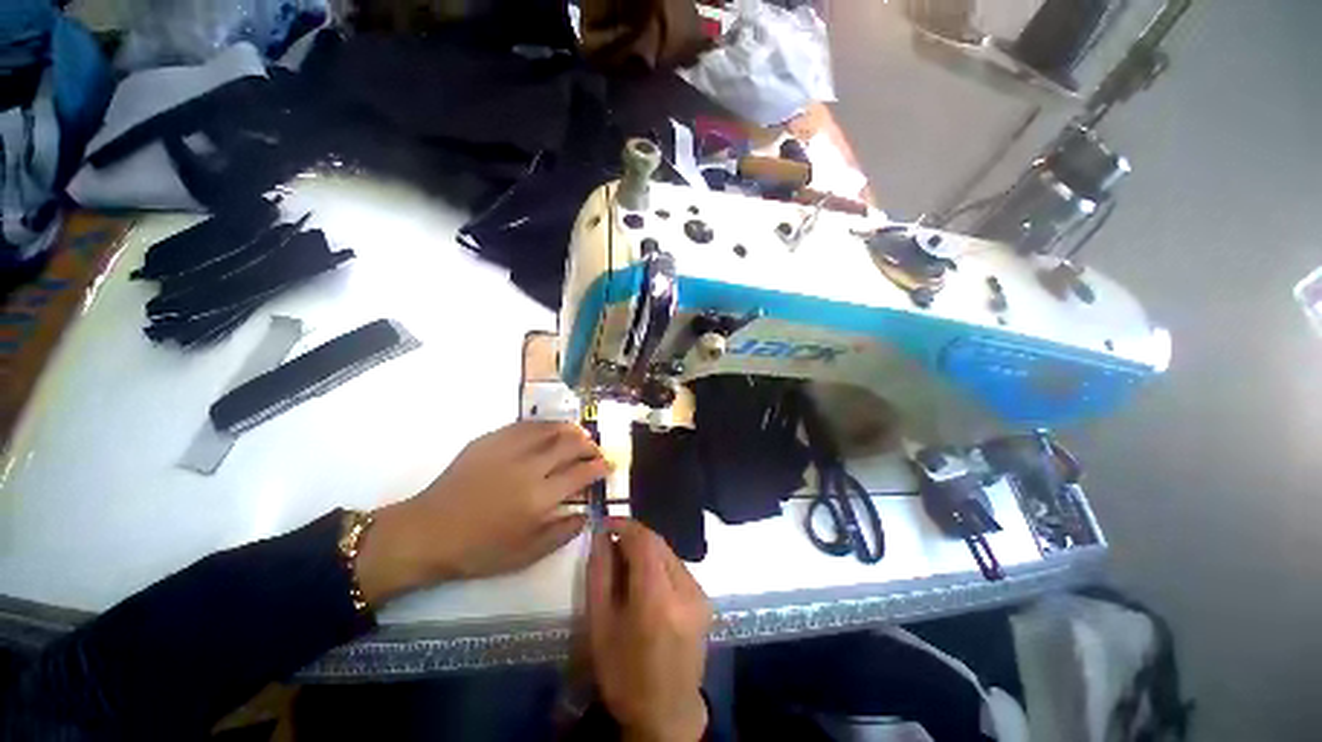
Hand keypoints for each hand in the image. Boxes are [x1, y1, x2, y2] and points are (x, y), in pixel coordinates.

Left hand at [356, 421, 607, 604]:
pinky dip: (544, 425)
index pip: (582, 473)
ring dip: (570, 430)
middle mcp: (529, 468)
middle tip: (595, 450)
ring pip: (550, 429)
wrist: (428, 532)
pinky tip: (549, 429)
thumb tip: (587, 515)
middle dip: (589, 446)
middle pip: (570, 445)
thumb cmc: (478, 550)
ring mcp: (508, 450)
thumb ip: (561, 534)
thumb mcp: (525, 555)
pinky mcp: (490, 440)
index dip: (599, 467)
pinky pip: (525, 425)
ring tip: (578, 434)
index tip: (608, 466)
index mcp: (540, 498)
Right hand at [588, 517, 711, 741]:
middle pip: (658, 543)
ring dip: (646, 549)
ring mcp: (700, 594)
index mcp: (657, 600)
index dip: (624, 525)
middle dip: (634, 536)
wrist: (666, 713)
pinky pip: (678, 567)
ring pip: (669, 552)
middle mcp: (685, 590)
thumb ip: (599, 574)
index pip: (644, 541)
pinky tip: (645, 579)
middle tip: (611, 543)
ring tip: (625, 561)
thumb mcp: (600, 626)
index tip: (605, 523)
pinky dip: (659, 563)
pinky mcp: (705, 599)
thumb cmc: (624, 673)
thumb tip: (600, 535)